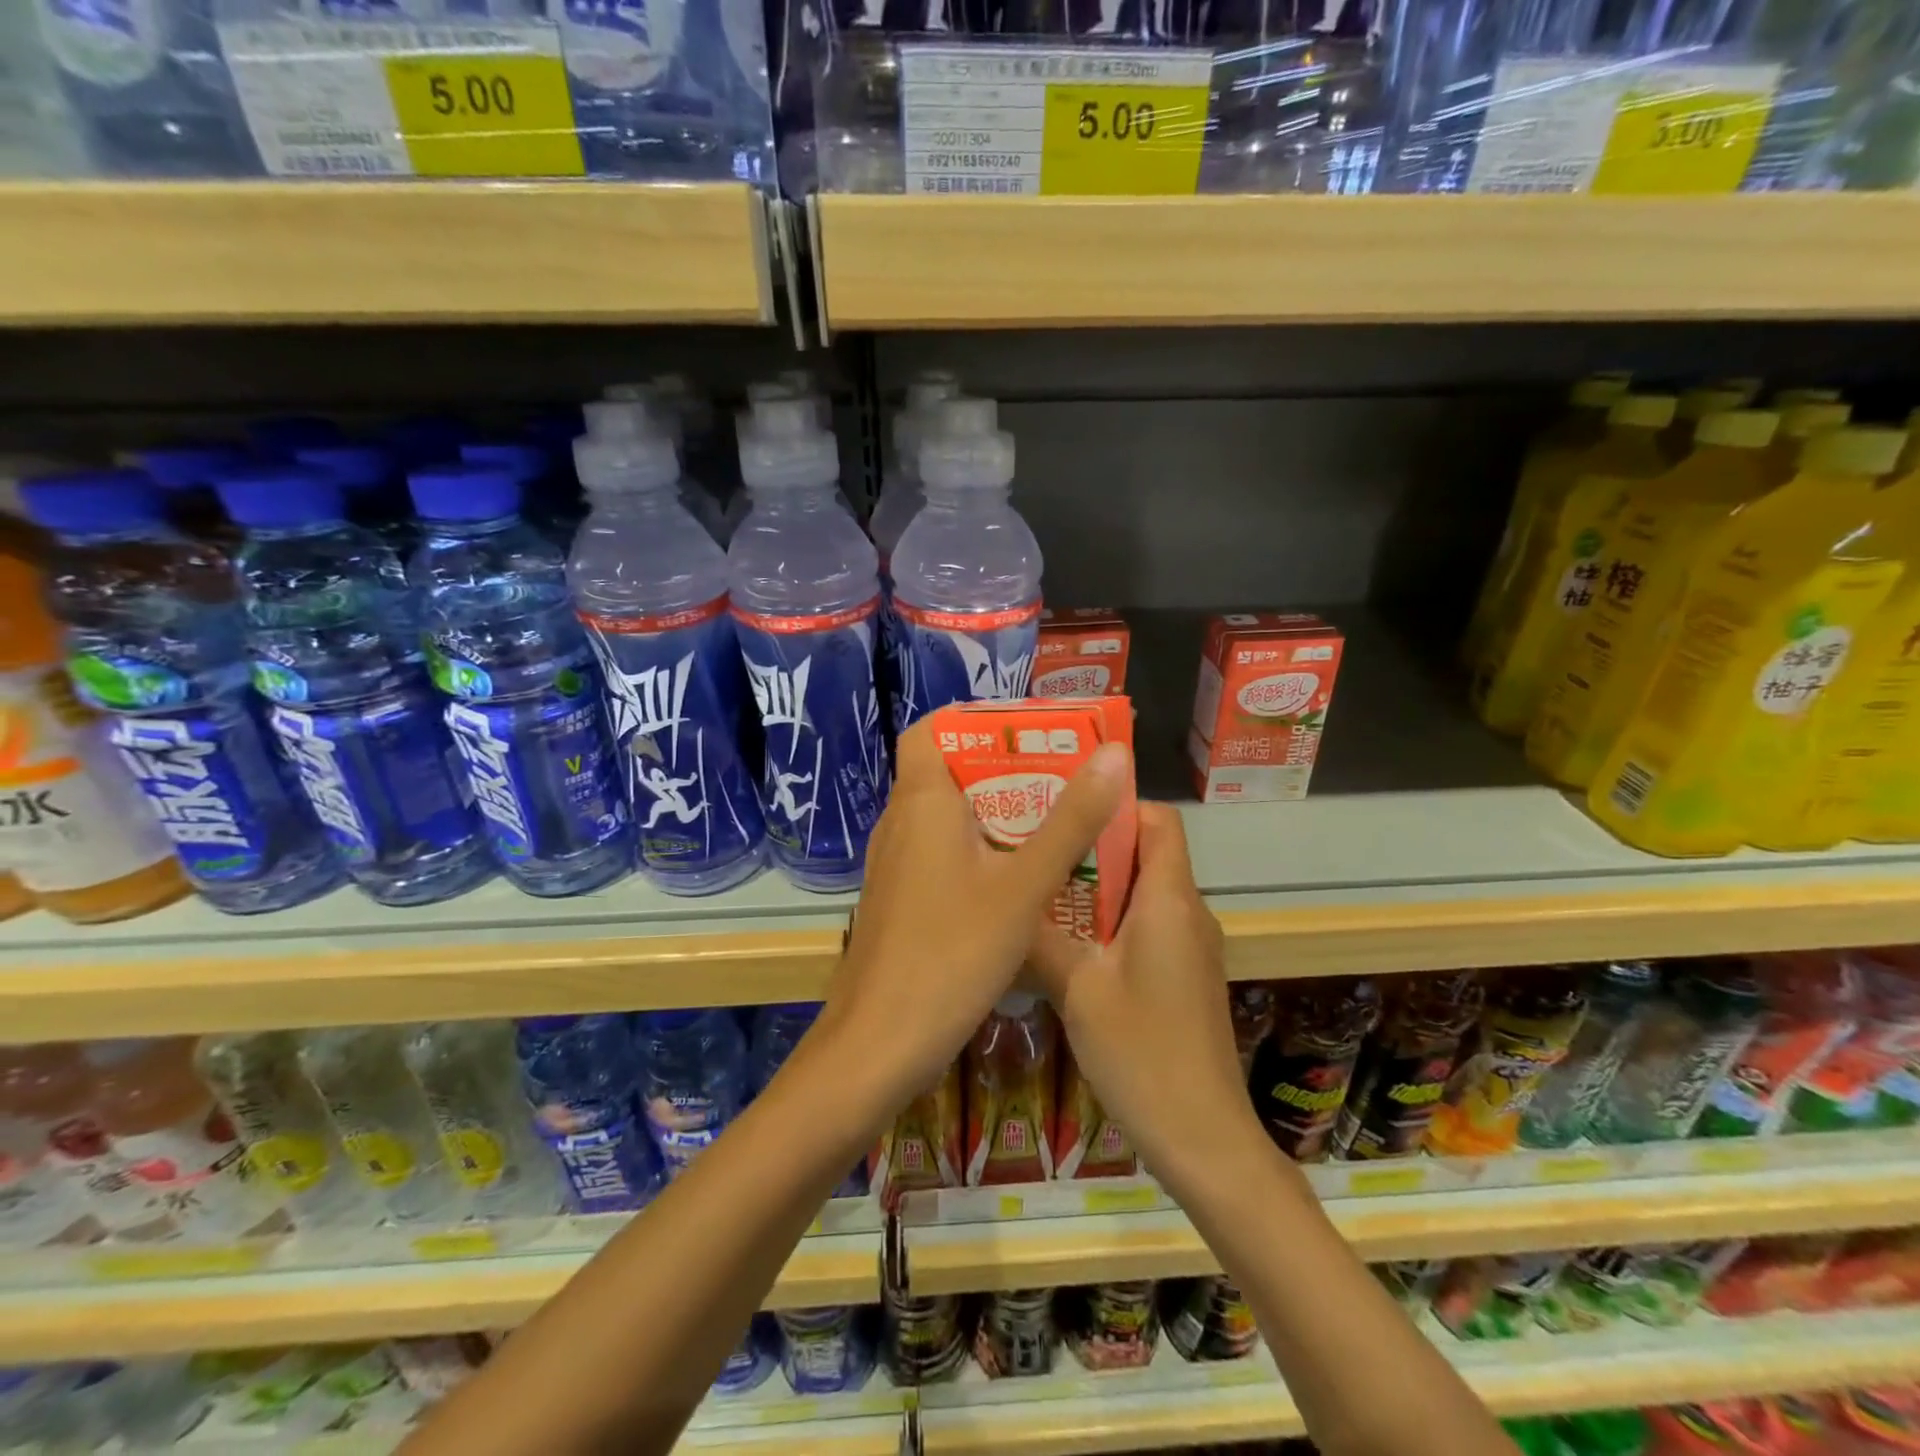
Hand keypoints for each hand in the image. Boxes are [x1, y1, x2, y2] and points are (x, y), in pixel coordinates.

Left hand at [816, 720, 1131, 1117]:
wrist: (877, 1047)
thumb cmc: (950, 954)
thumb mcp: (1023, 886)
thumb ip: (1071, 821)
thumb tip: (1114, 755)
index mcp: (921, 802)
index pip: (930, 729)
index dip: (975, 720)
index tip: (1031, 733)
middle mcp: (901, 823)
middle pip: (949, 771)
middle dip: (1007, 769)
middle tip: (1067, 778)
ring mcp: (896, 865)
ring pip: (949, 818)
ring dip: (998, 813)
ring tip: (1058, 822)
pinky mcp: (901, 901)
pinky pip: (943, 855)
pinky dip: (981, 852)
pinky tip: (1022, 880)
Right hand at [1029, 803, 1251, 1186]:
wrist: (1203, 1137)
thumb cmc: (1142, 1053)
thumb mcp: (1077, 989)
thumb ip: (1041, 936)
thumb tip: (1006, 898)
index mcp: (1169, 900)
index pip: (1159, 819)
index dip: (1116, 806)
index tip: (1063, 814)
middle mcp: (1188, 912)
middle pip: (1146, 852)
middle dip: (1093, 847)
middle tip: (1035, 850)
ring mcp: (1191, 946)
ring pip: (1144, 891)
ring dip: (1097, 887)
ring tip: (1041, 891)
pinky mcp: (1185, 975)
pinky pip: (1148, 925)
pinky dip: (1111, 921)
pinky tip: (1067, 944)